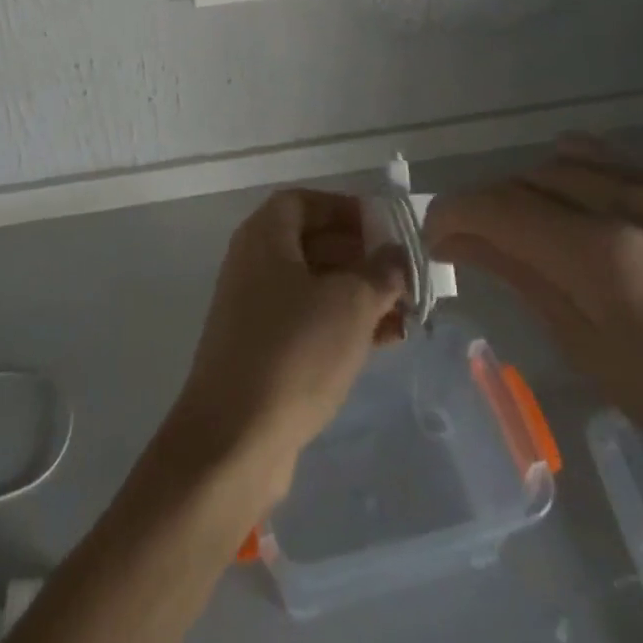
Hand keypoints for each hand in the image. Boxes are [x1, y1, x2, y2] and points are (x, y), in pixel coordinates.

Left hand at [166, 189, 405, 507]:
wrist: (234, 440)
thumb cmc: (295, 351)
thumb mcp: (351, 303)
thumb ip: (380, 271)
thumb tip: (395, 254)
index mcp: (264, 237)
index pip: (305, 202)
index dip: (345, 209)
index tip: (385, 229)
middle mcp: (254, 264)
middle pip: (313, 243)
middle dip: (362, 256)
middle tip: (405, 275)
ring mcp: (255, 310)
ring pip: (315, 287)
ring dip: (360, 294)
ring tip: (407, 313)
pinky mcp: (262, 352)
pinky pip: (309, 322)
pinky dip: (344, 325)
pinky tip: (385, 342)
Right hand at [426, 138, 642, 592]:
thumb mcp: (587, 349)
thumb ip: (518, 274)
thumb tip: (455, 237)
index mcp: (610, 258)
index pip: (501, 206)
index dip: (455, 212)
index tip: (437, 231)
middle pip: (536, 174)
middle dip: (498, 202)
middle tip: (488, 237)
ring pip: (584, 160)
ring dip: (548, 188)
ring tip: (550, 227)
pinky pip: (639, 171)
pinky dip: (608, 190)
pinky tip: (624, 231)